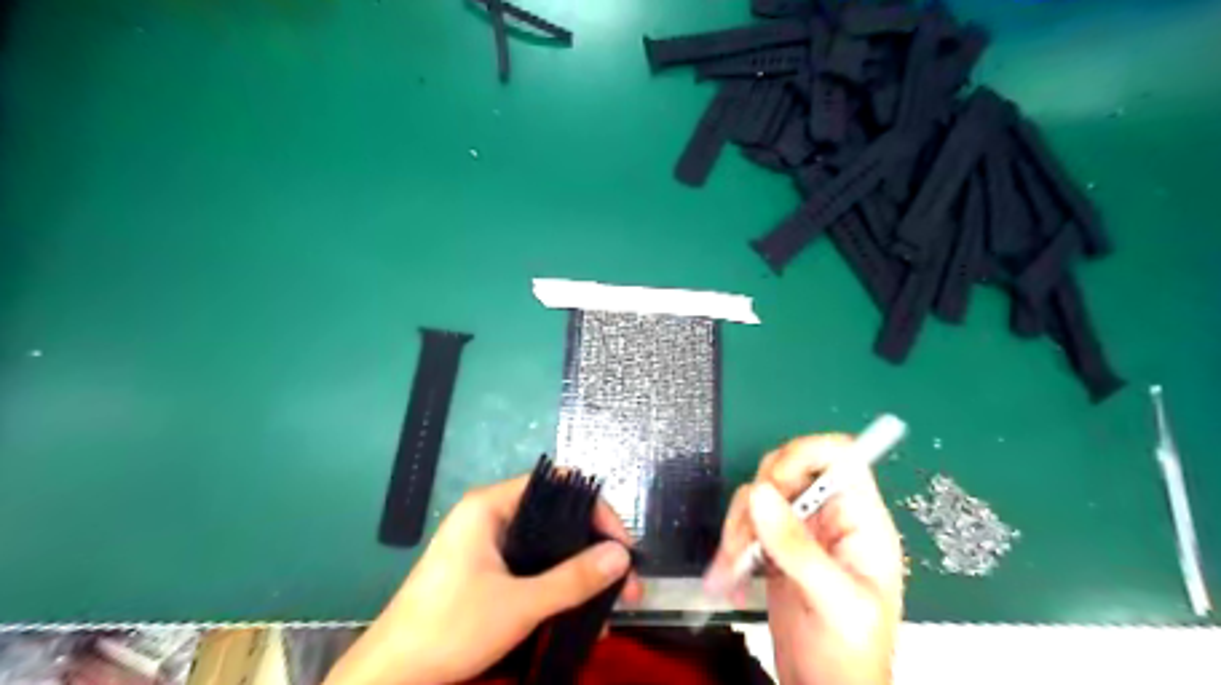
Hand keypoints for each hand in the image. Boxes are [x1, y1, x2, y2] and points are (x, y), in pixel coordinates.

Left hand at [325, 475, 647, 684]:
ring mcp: (486, 545)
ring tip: (610, 605)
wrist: (390, 677)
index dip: (594, 510)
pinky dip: (557, 585)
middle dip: (593, 549)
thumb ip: (573, 579)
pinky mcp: (484, 571)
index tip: (620, 545)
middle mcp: (490, 517)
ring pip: (546, 546)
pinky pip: (531, 567)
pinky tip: (580, 613)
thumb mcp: (520, 604)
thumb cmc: (450, 628)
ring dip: (579, 573)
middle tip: (625, 581)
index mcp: (490, 506)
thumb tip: (622, 556)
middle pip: (555, 517)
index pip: (556, 486)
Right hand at [706, 439, 903, 684]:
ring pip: (760, 494)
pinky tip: (730, 574)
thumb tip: (760, 492)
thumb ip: (797, 547)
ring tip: (735, 566)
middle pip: (788, 469)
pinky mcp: (775, 546)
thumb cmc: (851, 655)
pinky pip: (746, 522)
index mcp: (860, 520)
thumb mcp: (834, 601)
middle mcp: (829, 516)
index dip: (804, 454)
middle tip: (748, 537)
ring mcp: (800, 529)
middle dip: (760, 497)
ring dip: (738, 526)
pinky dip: (731, 543)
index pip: (839, 455)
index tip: (775, 484)